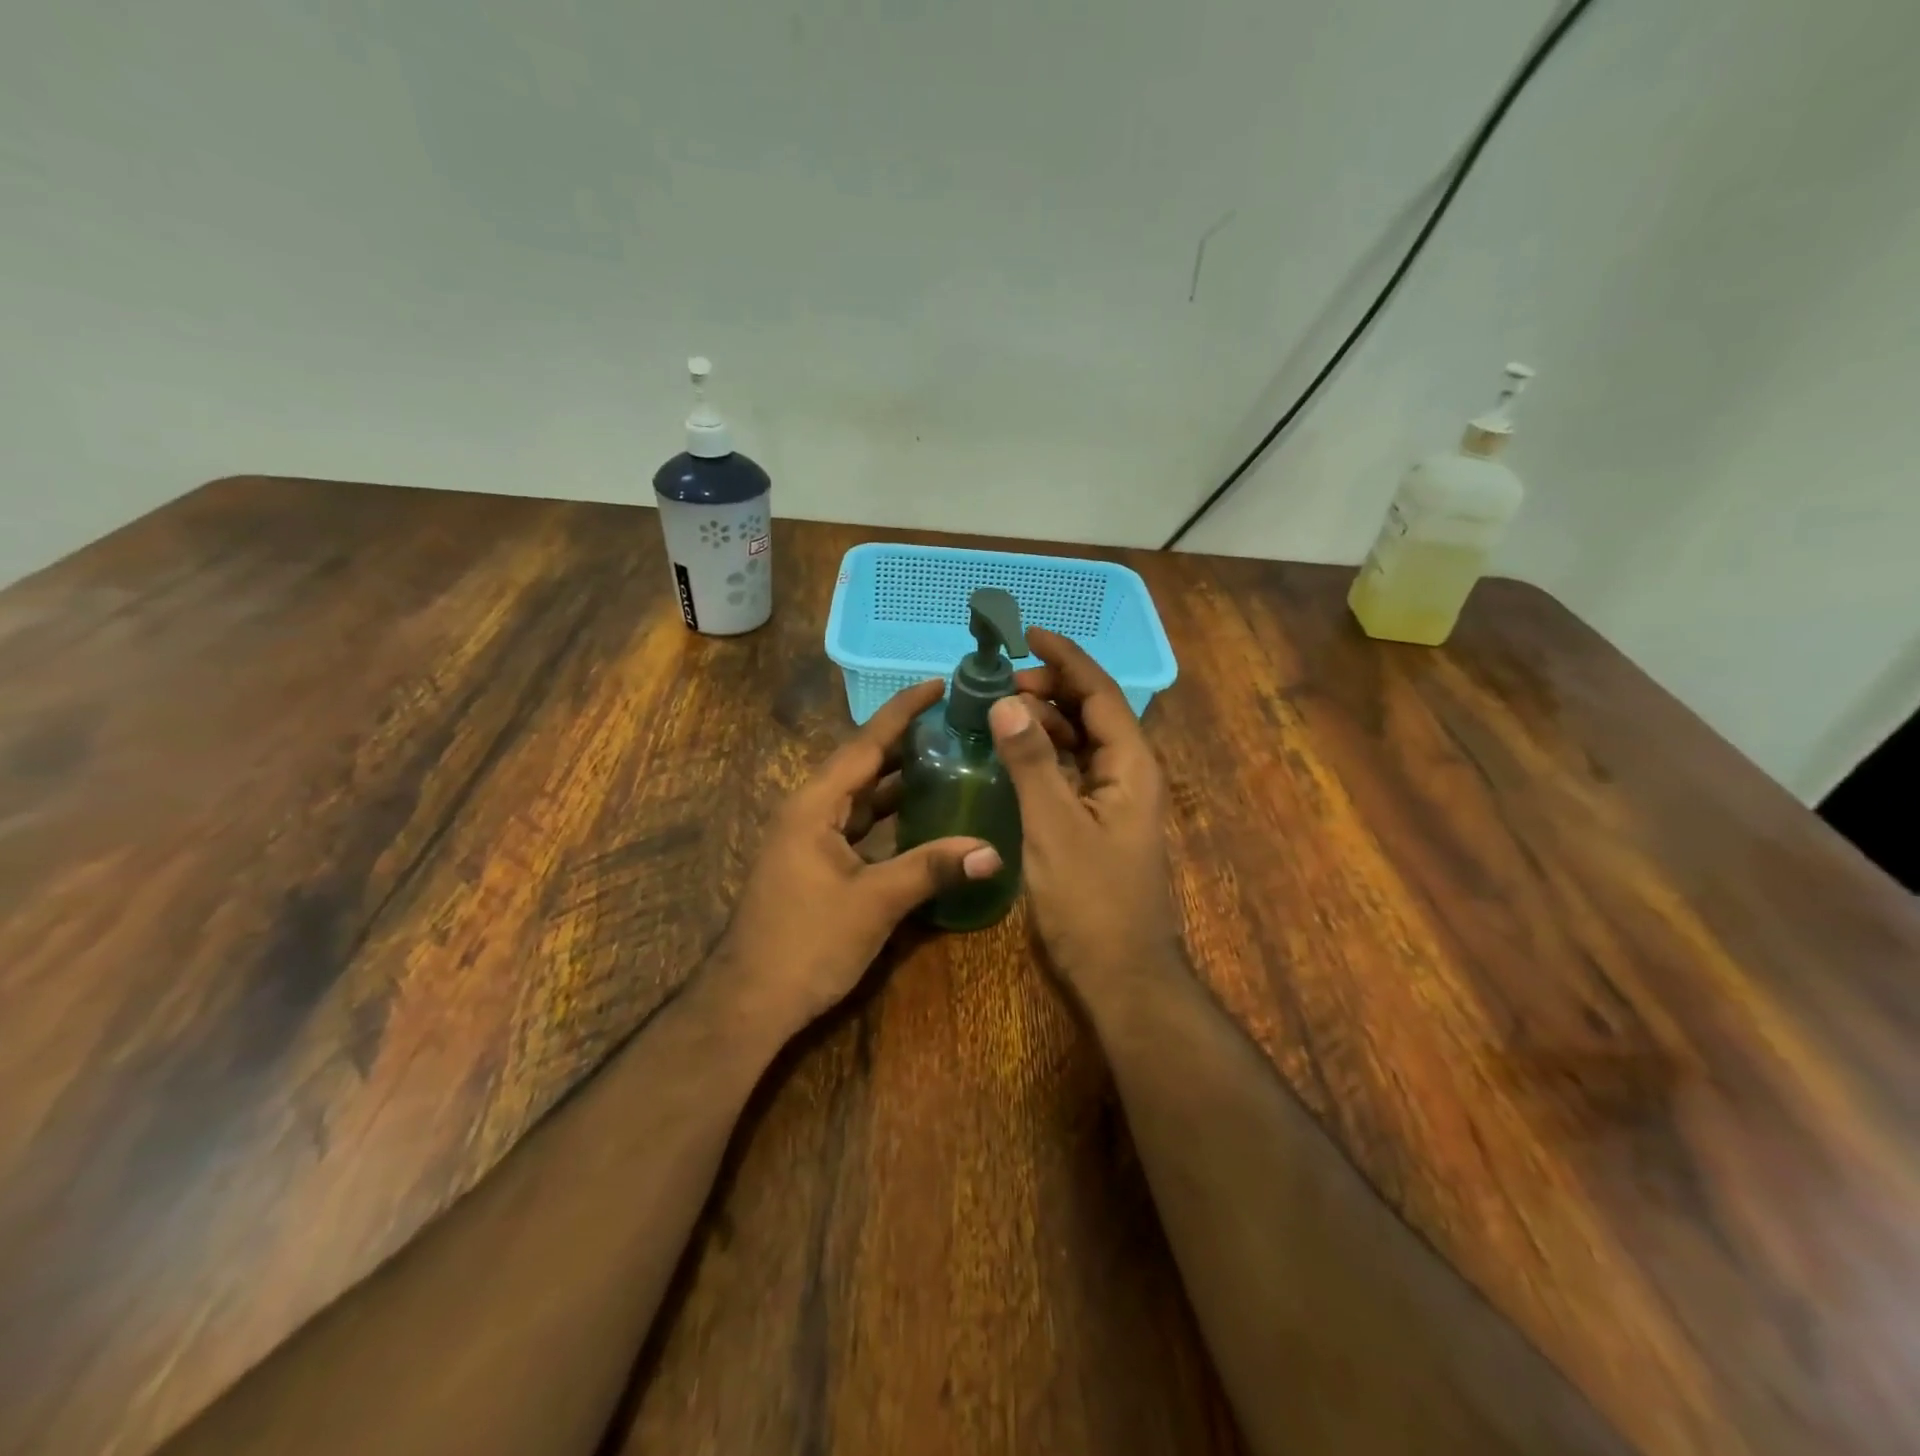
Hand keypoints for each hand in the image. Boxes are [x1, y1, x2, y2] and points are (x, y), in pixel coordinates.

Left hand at [711, 678, 1002, 1033]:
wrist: (750, 1001)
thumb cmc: (806, 943)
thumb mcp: (874, 902)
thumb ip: (932, 869)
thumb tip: (993, 852)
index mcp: (815, 804)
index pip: (866, 743)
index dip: (903, 711)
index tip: (939, 684)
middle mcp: (810, 810)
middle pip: (864, 763)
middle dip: (907, 740)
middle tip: (957, 723)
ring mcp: (810, 837)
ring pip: (861, 795)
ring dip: (900, 778)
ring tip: (949, 758)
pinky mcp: (816, 863)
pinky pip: (858, 823)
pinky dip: (889, 814)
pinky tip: (921, 816)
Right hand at [988, 629, 1181, 995]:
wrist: (1122, 976)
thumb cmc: (1091, 902)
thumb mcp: (1054, 827)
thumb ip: (1031, 762)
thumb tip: (1007, 703)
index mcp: (1131, 766)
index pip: (1100, 693)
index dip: (1066, 658)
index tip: (1028, 634)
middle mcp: (1130, 775)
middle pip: (1093, 713)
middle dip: (1051, 688)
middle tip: (1000, 684)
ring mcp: (1116, 801)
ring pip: (1082, 743)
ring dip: (1046, 721)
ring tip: (1000, 711)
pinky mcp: (1100, 825)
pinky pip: (1073, 772)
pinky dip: (1045, 755)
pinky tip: (1014, 756)